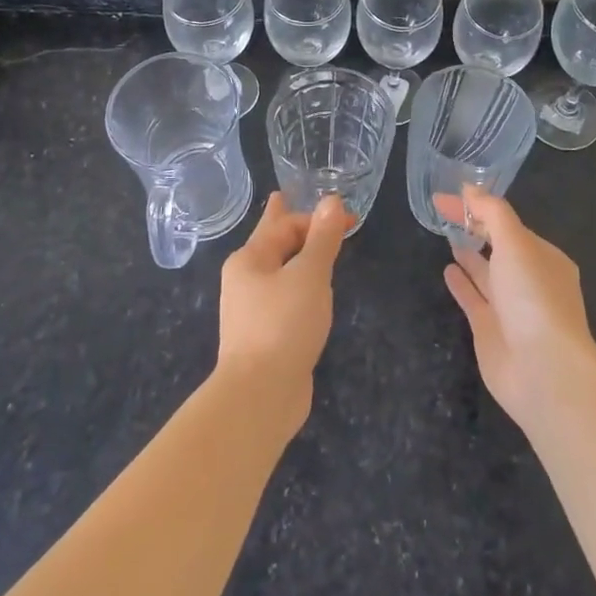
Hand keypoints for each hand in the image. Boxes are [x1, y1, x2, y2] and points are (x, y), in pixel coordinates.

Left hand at [217, 193, 349, 432]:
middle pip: (272, 243)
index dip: (317, 217)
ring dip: (294, 256)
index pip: (285, 224)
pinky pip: (283, 298)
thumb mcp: (310, 275)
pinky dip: (297, 286)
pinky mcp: (264, 336)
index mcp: (250, 259)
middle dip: (285, 225)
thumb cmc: (283, 324)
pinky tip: (308, 292)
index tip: (350, 219)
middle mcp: (245, 280)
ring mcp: (252, 310)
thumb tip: (332, 200)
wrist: (260, 396)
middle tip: (285, 199)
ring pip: (277, 272)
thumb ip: (323, 238)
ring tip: (306, 244)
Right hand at [437, 186, 595, 434]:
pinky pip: (473, 299)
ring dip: (469, 255)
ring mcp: (510, 308)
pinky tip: (447, 269)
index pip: (508, 225)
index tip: (447, 197)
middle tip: (443, 211)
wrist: (543, 371)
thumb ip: (492, 213)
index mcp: (544, 257)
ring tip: (446, 235)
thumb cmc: (534, 298)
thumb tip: (469, 187)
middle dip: (477, 229)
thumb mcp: (516, 243)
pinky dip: (461, 283)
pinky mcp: (491, 331)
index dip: (479, 208)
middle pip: (499, 247)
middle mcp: (529, 281)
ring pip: (486, 274)